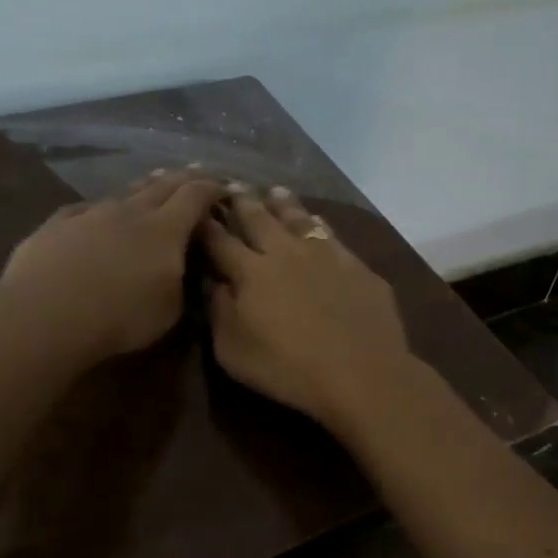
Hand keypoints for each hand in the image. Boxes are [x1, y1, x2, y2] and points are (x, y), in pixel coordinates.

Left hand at [0, 168, 221, 365]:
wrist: (46, 314)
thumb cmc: (120, 317)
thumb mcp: (170, 310)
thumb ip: (181, 281)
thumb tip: (182, 266)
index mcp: (166, 230)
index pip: (196, 197)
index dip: (213, 188)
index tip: (225, 187)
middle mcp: (131, 211)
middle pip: (162, 185)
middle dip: (183, 178)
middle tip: (196, 174)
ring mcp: (92, 213)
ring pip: (125, 192)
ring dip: (144, 187)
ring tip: (154, 182)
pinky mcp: (58, 224)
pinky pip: (86, 208)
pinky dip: (101, 208)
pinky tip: (98, 211)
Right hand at [200, 185, 416, 431]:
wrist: (361, 372)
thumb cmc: (288, 368)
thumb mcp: (234, 351)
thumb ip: (219, 312)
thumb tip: (215, 282)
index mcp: (251, 272)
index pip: (220, 241)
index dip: (206, 225)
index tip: (197, 209)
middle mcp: (285, 252)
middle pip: (259, 219)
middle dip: (242, 202)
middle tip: (233, 185)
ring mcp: (325, 254)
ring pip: (298, 218)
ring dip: (283, 203)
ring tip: (275, 190)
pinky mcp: (356, 265)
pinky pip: (331, 234)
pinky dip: (318, 223)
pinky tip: (318, 220)